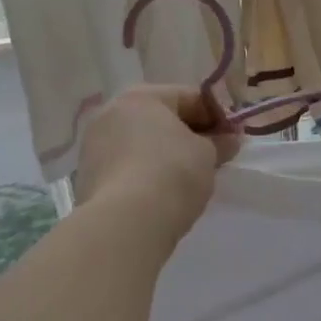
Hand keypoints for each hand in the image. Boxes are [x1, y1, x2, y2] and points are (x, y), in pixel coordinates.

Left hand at [75, 86, 240, 244]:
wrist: (125, 223)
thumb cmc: (172, 173)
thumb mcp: (207, 154)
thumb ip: (219, 142)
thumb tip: (229, 139)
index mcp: (141, 96)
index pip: (190, 97)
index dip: (217, 116)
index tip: (233, 137)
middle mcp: (111, 112)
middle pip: (161, 118)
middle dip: (189, 134)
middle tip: (214, 156)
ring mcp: (93, 145)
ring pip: (141, 142)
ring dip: (165, 153)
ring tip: (189, 177)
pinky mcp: (86, 176)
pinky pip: (126, 165)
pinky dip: (145, 172)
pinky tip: (163, 192)